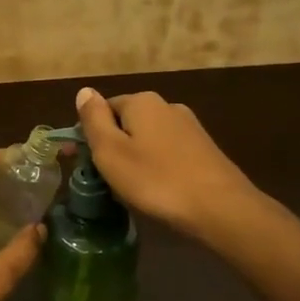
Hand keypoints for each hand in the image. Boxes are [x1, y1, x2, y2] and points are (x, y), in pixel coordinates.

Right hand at [74, 87, 262, 243]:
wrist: (221, 209)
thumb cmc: (156, 180)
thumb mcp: (111, 151)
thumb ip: (94, 119)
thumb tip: (84, 91)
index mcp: (141, 101)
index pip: (103, 108)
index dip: (87, 134)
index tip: (78, 161)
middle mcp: (167, 106)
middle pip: (126, 123)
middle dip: (111, 146)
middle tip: (102, 180)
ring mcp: (189, 128)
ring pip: (147, 139)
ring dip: (133, 158)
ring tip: (128, 189)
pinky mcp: (204, 150)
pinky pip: (167, 153)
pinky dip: (156, 167)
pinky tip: (156, 190)